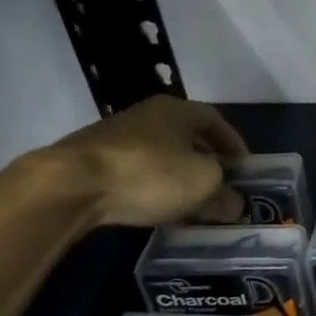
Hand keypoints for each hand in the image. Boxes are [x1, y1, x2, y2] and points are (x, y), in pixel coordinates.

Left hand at [36, 95, 248, 227]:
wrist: (70, 184)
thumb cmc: (149, 174)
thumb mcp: (202, 186)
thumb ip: (224, 195)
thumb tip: (235, 205)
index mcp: (178, 110)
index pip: (216, 120)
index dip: (234, 144)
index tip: (244, 168)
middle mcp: (147, 114)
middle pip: (187, 136)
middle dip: (206, 160)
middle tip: (220, 185)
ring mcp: (116, 135)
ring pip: (160, 153)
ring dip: (177, 174)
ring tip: (189, 201)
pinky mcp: (92, 159)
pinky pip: (135, 170)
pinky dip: (151, 185)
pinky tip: (154, 206)